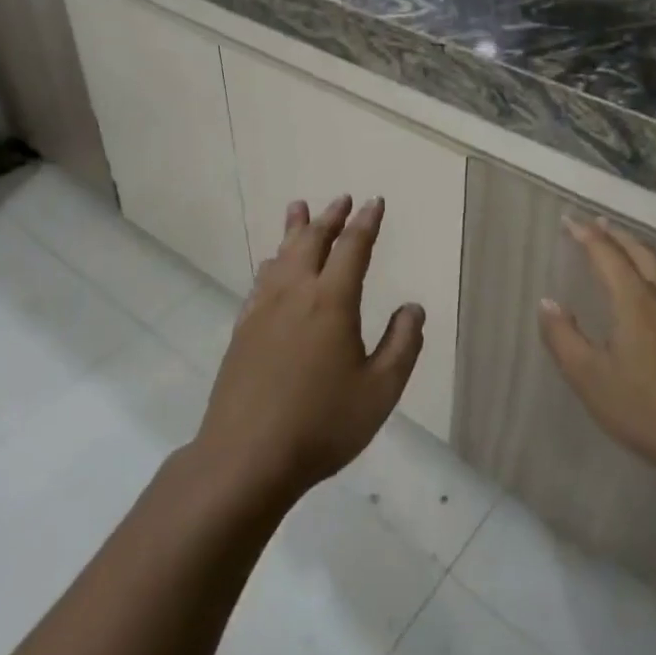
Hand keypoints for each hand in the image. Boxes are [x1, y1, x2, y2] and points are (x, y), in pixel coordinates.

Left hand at [194, 195, 423, 502]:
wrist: (246, 455)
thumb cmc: (322, 424)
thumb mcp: (380, 390)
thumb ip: (402, 344)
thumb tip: (412, 307)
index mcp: (331, 301)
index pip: (352, 248)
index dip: (366, 222)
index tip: (374, 202)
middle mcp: (295, 293)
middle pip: (312, 241)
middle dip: (330, 217)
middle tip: (341, 199)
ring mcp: (263, 309)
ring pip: (281, 255)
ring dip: (295, 229)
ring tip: (299, 208)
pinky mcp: (243, 329)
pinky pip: (260, 281)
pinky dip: (271, 262)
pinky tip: (270, 264)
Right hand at [538, 218, 655, 478]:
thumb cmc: (650, 410)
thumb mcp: (591, 379)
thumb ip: (563, 338)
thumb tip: (548, 302)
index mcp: (635, 301)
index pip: (605, 254)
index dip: (585, 234)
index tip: (569, 219)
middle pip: (641, 253)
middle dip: (616, 235)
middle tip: (598, 223)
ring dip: (646, 250)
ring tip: (635, 248)